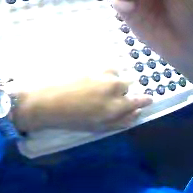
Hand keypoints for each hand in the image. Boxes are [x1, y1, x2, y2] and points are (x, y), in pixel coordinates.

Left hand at [13, 70, 152, 131]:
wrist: (45, 101)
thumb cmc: (70, 120)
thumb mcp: (97, 127)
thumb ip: (120, 121)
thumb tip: (136, 114)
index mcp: (115, 106)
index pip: (139, 100)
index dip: (145, 100)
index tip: (147, 99)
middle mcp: (113, 87)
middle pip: (128, 84)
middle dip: (122, 91)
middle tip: (106, 97)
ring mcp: (102, 74)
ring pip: (117, 73)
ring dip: (112, 79)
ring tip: (97, 86)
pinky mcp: (91, 65)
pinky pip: (105, 66)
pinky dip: (103, 72)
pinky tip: (92, 77)